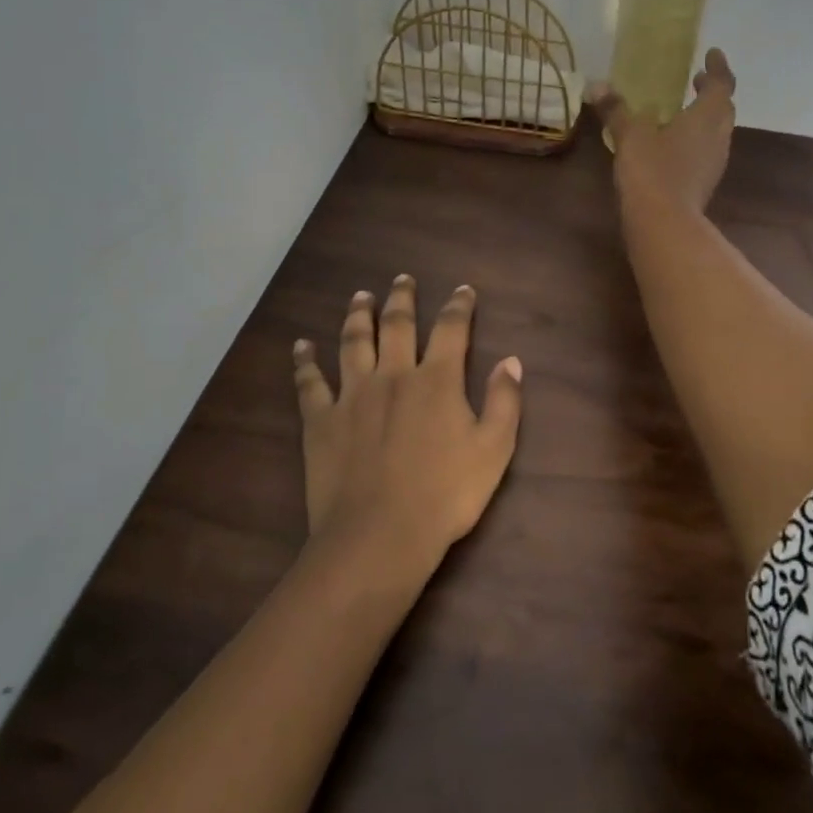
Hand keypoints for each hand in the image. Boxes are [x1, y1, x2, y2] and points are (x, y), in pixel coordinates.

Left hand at [292, 277, 523, 577]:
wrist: (380, 534)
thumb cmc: (446, 495)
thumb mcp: (494, 450)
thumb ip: (504, 402)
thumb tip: (511, 360)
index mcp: (436, 381)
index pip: (451, 330)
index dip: (459, 306)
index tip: (463, 290)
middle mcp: (393, 375)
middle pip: (396, 325)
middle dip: (402, 298)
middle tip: (402, 278)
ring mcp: (352, 395)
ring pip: (354, 342)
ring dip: (358, 315)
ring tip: (360, 296)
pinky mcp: (320, 419)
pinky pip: (310, 382)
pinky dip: (305, 361)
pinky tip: (302, 346)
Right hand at [589, 48, 737, 213]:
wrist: (665, 224)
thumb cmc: (652, 171)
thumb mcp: (630, 136)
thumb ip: (616, 110)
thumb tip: (596, 85)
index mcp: (707, 117)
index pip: (722, 84)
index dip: (718, 67)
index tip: (712, 53)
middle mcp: (718, 137)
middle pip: (724, 108)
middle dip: (712, 92)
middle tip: (696, 80)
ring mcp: (714, 163)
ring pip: (717, 132)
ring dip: (705, 117)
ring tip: (683, 111)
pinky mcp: (704, 183)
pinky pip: (705, 152)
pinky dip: (696, 140)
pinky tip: (674, 145)